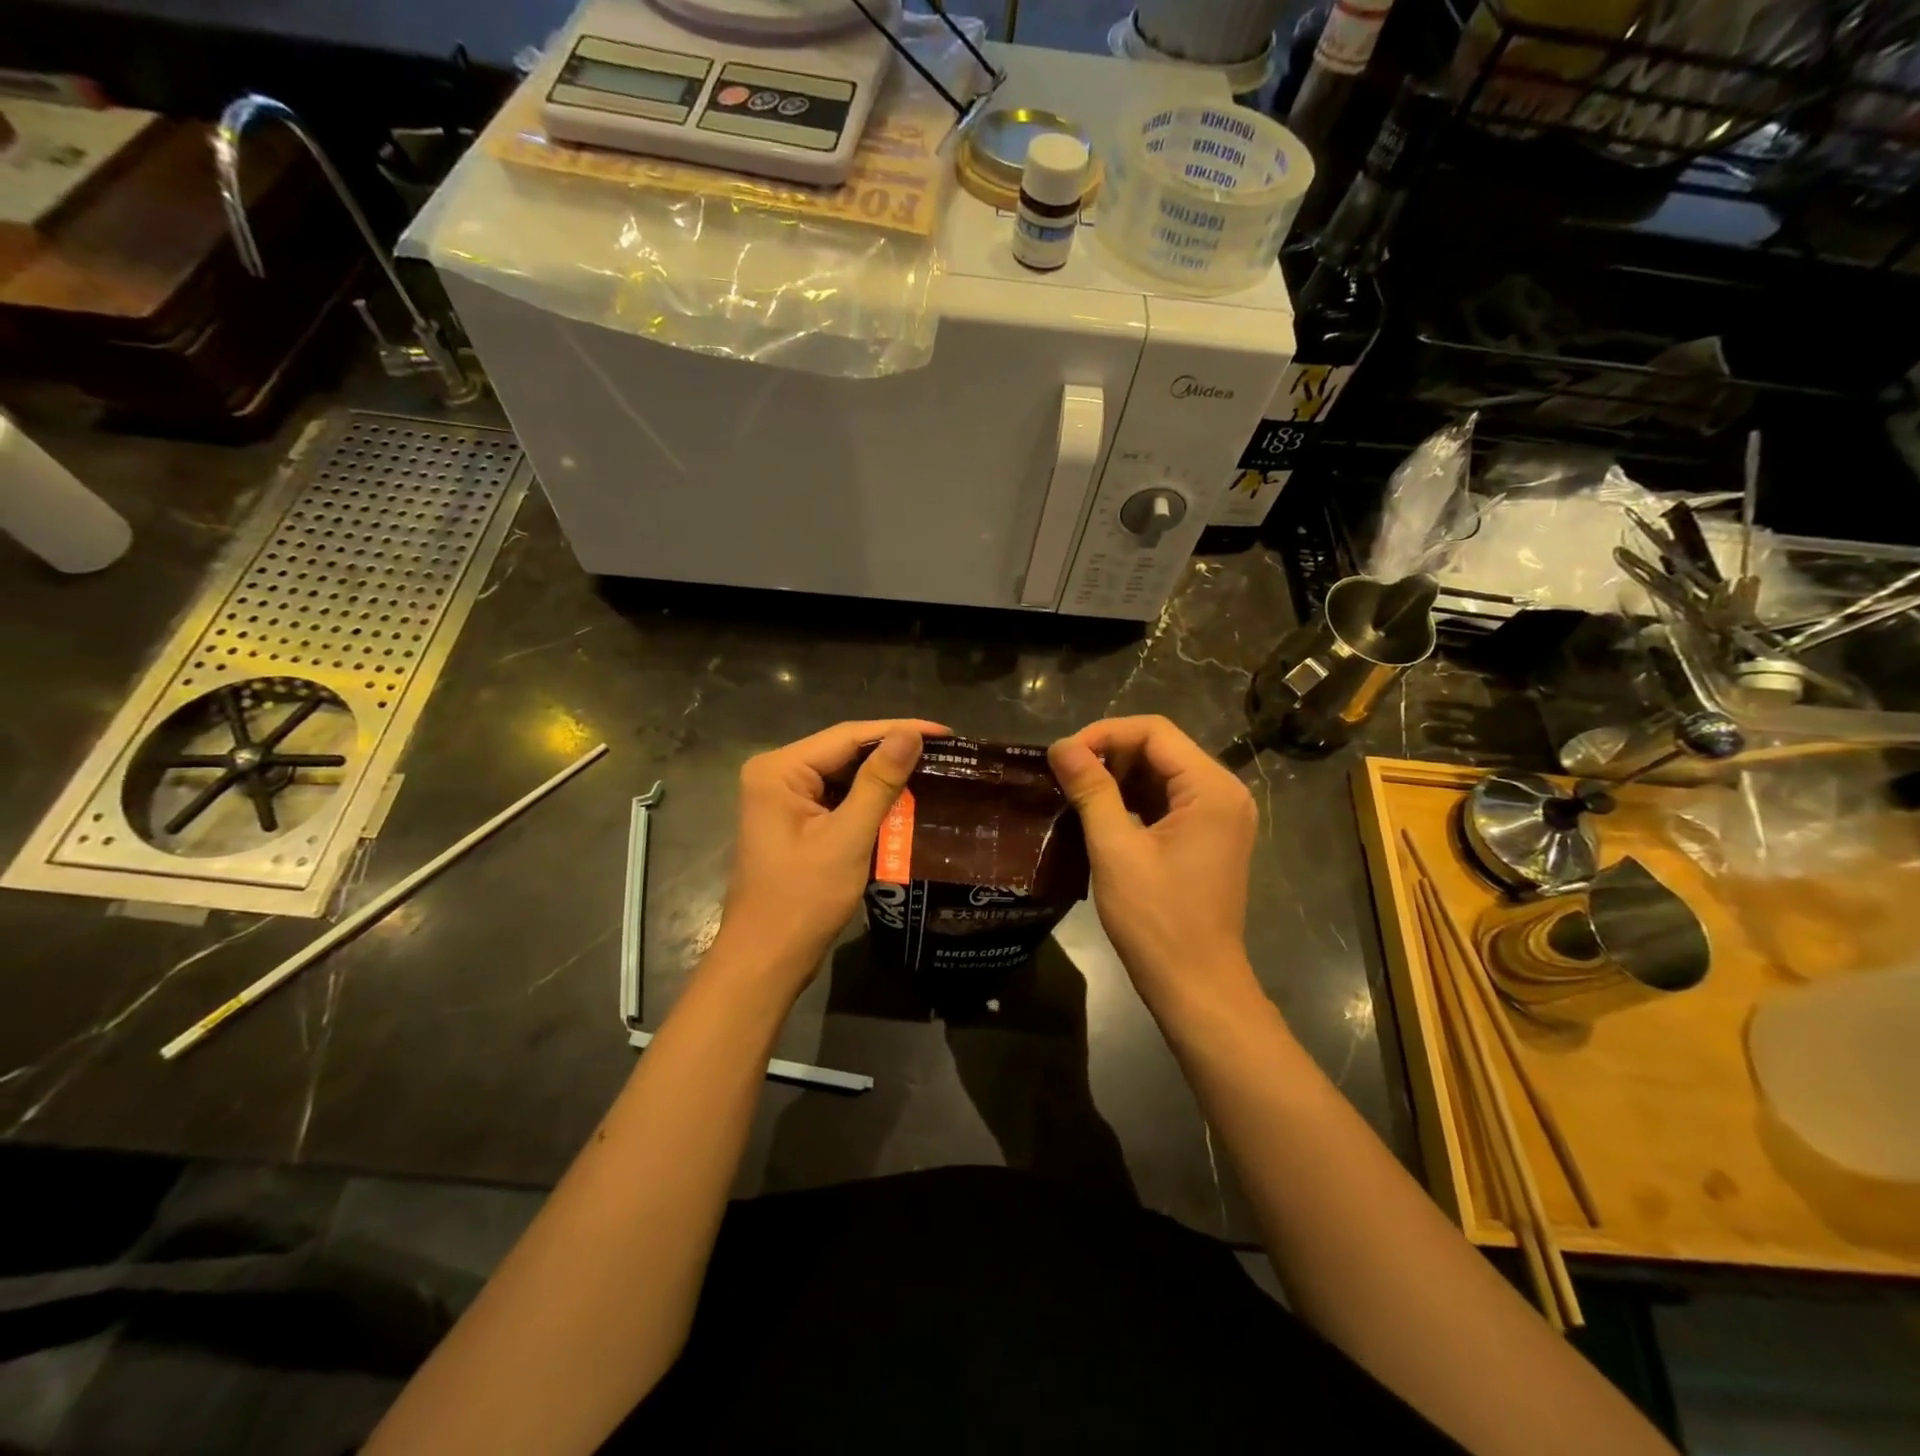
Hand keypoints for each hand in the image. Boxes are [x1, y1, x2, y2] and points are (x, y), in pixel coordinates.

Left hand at [715, 718, 948, 995]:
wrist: (766, 960)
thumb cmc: (803, 900)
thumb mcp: (848, 838)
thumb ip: (879, 783)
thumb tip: (911, 735)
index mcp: (779, 770)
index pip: (847, 736)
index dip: (898, 730)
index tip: (947, 733)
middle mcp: (776, 774)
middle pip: (843, 751)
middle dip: (892, 752)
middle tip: (946, 752)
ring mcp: (782, 799)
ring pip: (843, 774)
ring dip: (884, 776)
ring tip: (934, 770)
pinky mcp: (794, 821)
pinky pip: (837, 797)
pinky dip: (869, 799)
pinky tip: (903, 799)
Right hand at [1048, 716, 1258, 1009]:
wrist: (1195, 985)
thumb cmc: (1156, 919)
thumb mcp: (1116, 849)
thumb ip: (1091, 790)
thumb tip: (1062, 747)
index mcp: (1211, 788)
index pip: (1154, 731)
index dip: (1104, 734)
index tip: (1063, 756)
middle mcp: (1224, 792)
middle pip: (1160, 748)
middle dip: (1110, 754)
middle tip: (1065, 775)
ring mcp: (1219, 816)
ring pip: (1162, 773)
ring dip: (1119, 776)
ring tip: (1075, 791)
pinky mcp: (1208, 837)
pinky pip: (1168, 800)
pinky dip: (1133, 799)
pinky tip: (1100, 812)